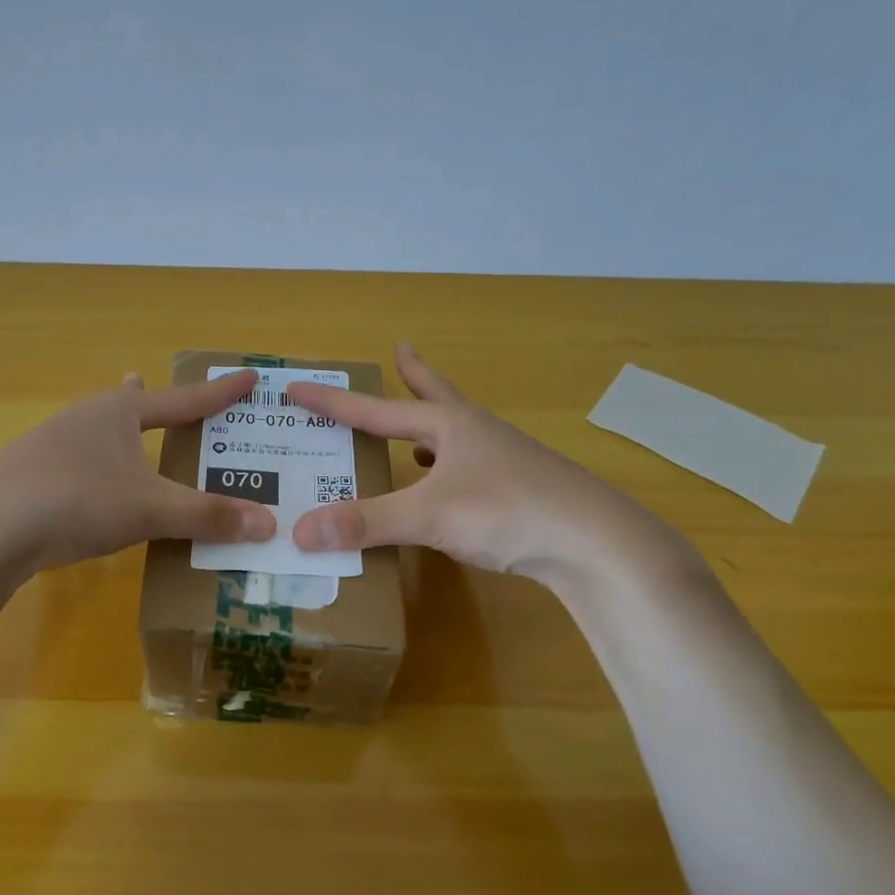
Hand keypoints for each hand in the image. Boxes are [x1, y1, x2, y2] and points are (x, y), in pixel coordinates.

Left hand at [0, 368, 276, 572]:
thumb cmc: (78, 499)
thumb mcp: (151, 509)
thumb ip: (208, 516)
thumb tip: (269, 525)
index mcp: (119, 412)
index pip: (184, 400)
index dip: (220, 393)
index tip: (249, 379)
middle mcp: (86, 419)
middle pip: (129, 406)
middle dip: (147, 401)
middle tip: (154, 388)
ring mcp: (52, 446)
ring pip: (98, 435)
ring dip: (116, 434)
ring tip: (125, 433)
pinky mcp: (31, 477)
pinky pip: (79, 466)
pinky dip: (97, 469)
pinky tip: (90, 487)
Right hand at [286, 344, 694, 589]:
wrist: (596, 543)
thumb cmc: (508, 511)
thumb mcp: (429, 515)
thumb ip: (364, 522)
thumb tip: (298, 532)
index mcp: (450, 425)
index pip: (376, 409)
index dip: (333, 401)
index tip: (297, 387)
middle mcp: (478, 433)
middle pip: (436, 397)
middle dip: (414, 377)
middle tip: (401, 351)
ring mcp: (506, 460)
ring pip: (457, 436)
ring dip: (433, 429)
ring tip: (416, 435)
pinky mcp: (522, 490)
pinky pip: (473, 470)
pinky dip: (450, 471)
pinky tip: (450, 488)